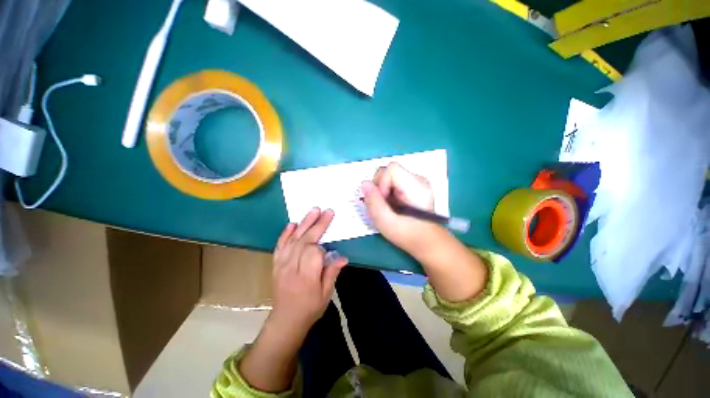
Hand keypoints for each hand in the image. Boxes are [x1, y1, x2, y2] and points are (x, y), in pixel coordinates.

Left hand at [269, 208, 348, 335]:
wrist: (285, 320)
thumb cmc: (310, 308)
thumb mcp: (326, 294)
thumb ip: (332, 273)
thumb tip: (343, 257)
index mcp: (306, 277)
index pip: (313, 253)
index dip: (322, 247)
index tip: (329, 248)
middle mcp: (292, 268)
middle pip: (305, 241)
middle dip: (317, 225)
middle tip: (327, 211)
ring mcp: (282, 264)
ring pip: (293, 240)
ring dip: (304, 223)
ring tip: (313, 210)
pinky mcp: (276, 264)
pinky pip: (280, 245)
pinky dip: (285, 233)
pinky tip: (292, 224)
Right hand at [361, 163, 442, 251]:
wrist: (426, 242)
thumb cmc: (407, 234)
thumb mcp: (385, 221)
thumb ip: (373, 202)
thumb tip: (364, 183)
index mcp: (416, 186)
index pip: (392, 168)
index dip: (381, 182)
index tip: (383, 200)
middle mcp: (419, 180)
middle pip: (390, 171)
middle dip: (380, 187)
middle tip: (383, 205)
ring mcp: (418, 182)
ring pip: (390, 176)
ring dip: (383, 190)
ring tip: (388, 206)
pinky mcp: (414, 187)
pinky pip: (394, 182)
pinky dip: (388, 192)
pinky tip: (392, 204)